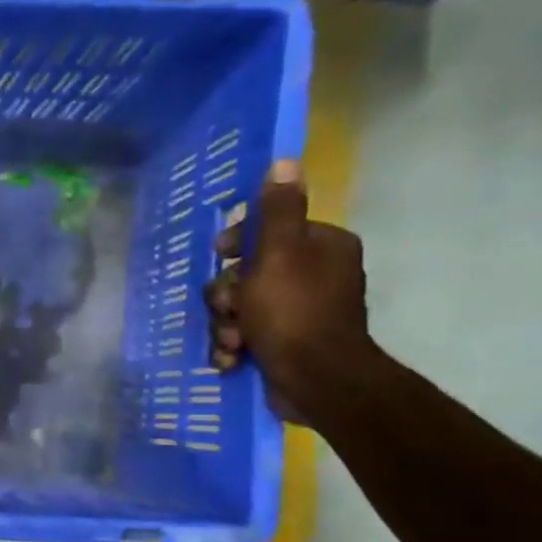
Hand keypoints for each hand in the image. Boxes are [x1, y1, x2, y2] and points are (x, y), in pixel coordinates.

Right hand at [205, 157, 376, 421]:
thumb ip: (278, 211)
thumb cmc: (293, 311)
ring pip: (239, 307)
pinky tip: (233, 357)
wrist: (315, 380)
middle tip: (230, 309)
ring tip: (234, 342)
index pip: (268, 231)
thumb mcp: (280, 254)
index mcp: (321, 247)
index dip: (238, 244)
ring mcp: (298, 311)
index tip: (220, 255)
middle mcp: (314, 275)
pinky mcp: (284, 342)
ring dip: (226, 325)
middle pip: (246, 273)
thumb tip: (285, 161)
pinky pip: (245, 334)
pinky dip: (234, 346)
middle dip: (228, 295)